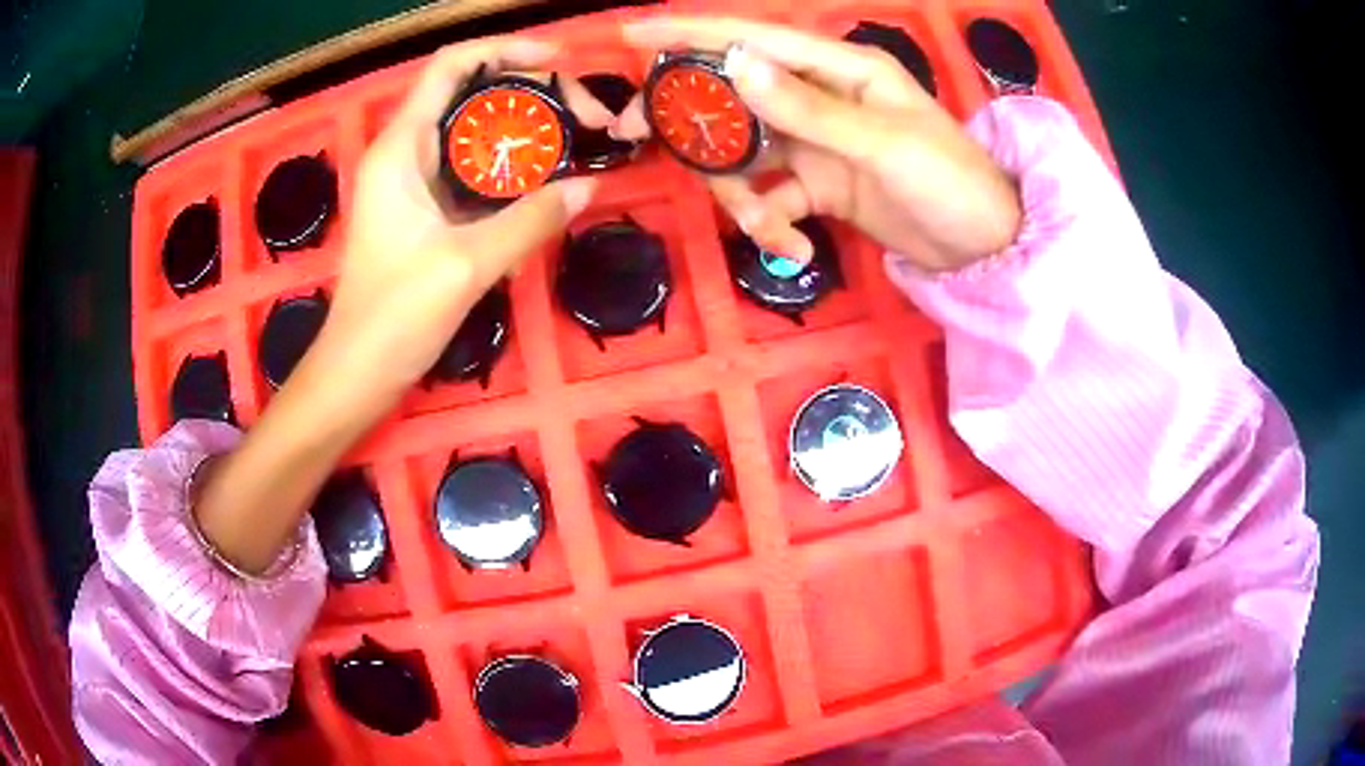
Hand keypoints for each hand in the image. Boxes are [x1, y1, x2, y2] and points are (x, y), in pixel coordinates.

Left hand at [317, 37, 607, 397]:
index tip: (559, 62)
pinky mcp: (423, 213)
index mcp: (400, 149)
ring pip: (474, 133)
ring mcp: (413, 184)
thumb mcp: (466, 266)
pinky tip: (544, 186)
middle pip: (471, 94)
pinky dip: (511, 169)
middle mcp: (404, 154)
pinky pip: (473, 172)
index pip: (451, 66)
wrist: (356, 374)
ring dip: (525, 131)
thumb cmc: (393, 318)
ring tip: (577, 143)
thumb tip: (588, 186)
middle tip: (587, 117)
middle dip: (531, 94)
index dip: (504, 50)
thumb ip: (529, 222)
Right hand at [617, 17, 1020, 271]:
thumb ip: (807, 108)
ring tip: (769, 228)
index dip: (690, 33)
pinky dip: (773, 223)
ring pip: (744, 153)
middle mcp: (818, 96)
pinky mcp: (818, 184)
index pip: (753, 39)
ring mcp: (815, 142)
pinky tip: (797, 246)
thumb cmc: (949, 181)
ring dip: (741, 193)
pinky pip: (772, 196)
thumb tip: (735, 64)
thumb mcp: (882, 143)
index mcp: (838, 68)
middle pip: (732, 95)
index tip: (632, 34)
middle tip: (638, 137)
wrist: (983, 247)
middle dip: (688, 120)